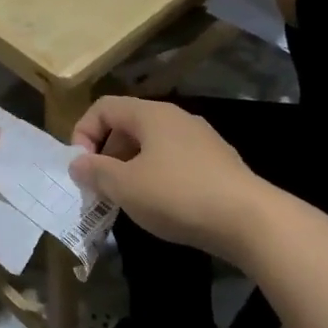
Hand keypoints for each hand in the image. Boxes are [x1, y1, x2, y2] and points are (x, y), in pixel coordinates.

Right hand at [67, 97, 266, 259]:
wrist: (249, 219)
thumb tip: (78, 163)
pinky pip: (174, 162)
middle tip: (101, 189)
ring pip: (152, 146)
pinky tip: (161, 206)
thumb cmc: (178, 195)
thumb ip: (95, 172)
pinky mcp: (217, 163)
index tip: (81, 168)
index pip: (104, 107)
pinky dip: (157, 177)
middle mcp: (177, 118)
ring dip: (130, 169)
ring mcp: (201, 140)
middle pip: (128, 125)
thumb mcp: (125, 186)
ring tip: (127, 201)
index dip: (83, 133)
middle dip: (106, 155)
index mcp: (152, 115)